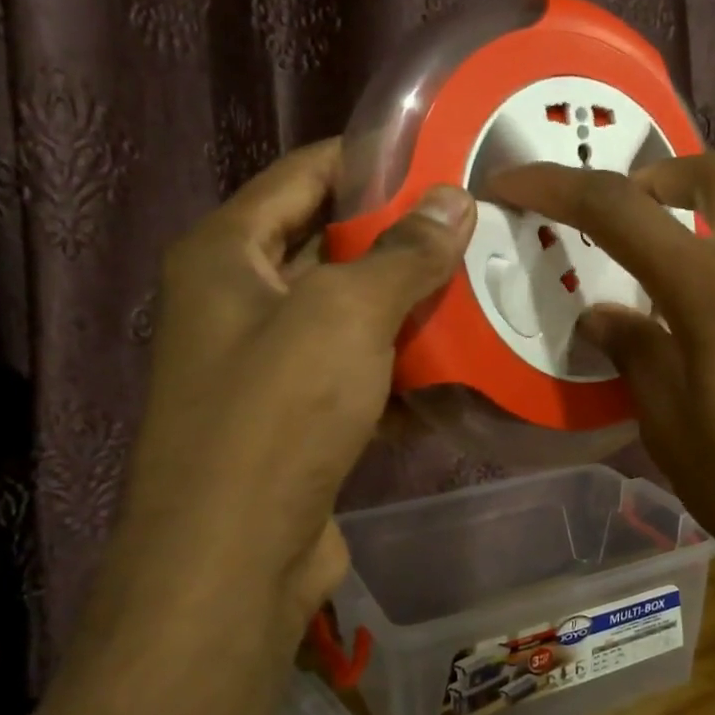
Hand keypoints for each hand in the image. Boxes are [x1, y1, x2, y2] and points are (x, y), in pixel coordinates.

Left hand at [101, 141, 475, 651]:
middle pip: (332, 246)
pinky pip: (358, 373)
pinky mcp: (298, 418)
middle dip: (404, 240)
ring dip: (412, 309)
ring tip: (487, 287)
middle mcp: (239, 300)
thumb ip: (403, 254)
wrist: (234, 559)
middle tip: (481, 227)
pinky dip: (402, 369)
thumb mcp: (345, 315)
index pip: (304, 175)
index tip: (443, 156)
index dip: (371, 160)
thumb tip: (454, 199)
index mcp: (228, 253)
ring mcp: (268, 364)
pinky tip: (462, 366)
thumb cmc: (277, 414)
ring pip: (352, 316)